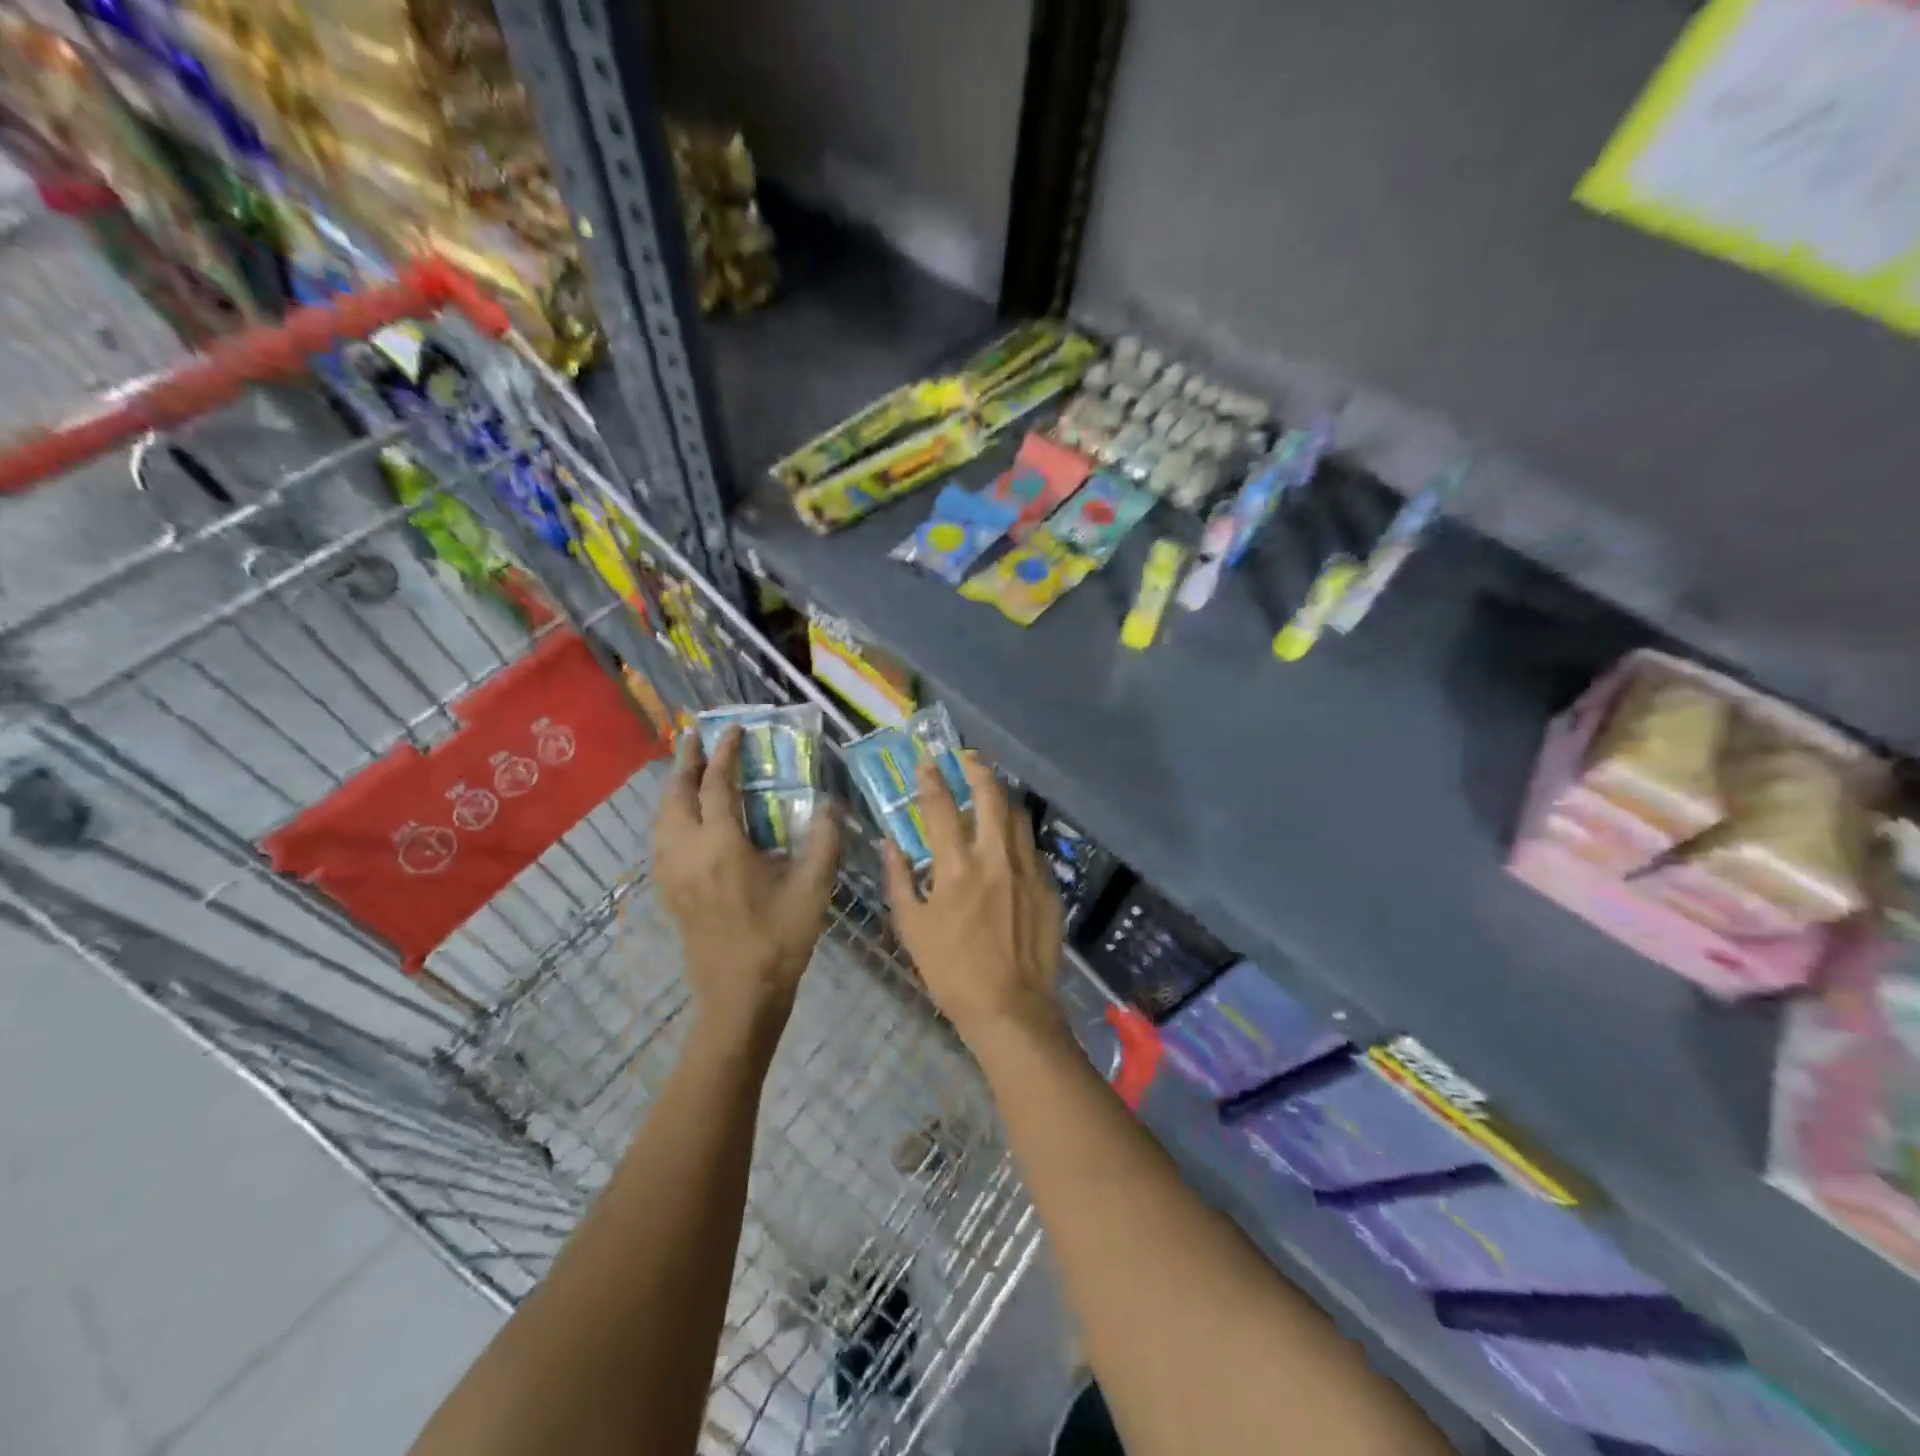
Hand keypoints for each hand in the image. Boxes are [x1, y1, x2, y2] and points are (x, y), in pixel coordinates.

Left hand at [654, 727, 839, 1036]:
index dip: (724, 753)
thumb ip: (824, 840)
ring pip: (662, 817)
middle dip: (685, 761)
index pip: (716, 785)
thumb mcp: (813, 887)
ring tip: (688, 770)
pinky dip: (670, 814)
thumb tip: (829, 804)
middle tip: (696, 736)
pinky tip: (685, 818)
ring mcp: (672, 873)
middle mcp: (687, 852)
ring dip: (674, 788)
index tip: (734, 729)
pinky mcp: (669, 891)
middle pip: (676, 795)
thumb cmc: (779, 939)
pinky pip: (661, 839)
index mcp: (721, 846)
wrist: (739, 996)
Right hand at [882, 752, 1064, 1046]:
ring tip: (990, 794)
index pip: (940, 806)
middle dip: (978, 769)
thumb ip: (899, 879)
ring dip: (1002, 798)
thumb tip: (890, 843)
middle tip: (968, 758)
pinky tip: (1010, 846)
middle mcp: (996, 857)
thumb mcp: (912, 927)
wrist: (1012, 1008)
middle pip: (991, 795)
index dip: (930, 778)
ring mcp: (1029, 870)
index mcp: (958, 867)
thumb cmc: (952, 972)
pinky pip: (1032, 848)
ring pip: (1018, 816)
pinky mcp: (1049, 887)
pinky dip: (1017, 837)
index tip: (926, 761)